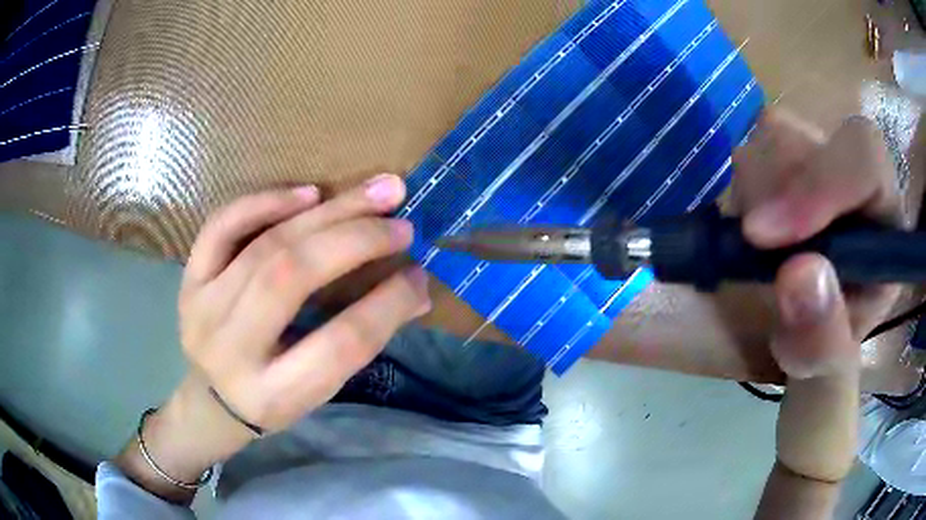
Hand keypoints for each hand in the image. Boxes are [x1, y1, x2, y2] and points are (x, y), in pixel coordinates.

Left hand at [115, 174, 430, 502]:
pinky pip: (221, 227)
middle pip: (291, 277)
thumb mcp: (318, 390)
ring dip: (324, 214)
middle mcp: (232, 350)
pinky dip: (265, 202)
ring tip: (373, 194)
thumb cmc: (271, 399)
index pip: (340, 343)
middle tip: (401, 222)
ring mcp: (203, 309)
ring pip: (264, 245)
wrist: (210, 399)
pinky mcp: (189, 280)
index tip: (419, 273)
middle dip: (355, 241)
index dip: (387, 303)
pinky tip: (308, 193)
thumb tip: (416, 288)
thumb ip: (362, 341)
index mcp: (274, 394)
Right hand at [740, 112, 901, 517]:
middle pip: (809, 137)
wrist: (809, 344)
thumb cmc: (828, 361)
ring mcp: (819, 165)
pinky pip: (751, 153)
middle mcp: (855, 179)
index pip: (866, 157)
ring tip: (756, 253)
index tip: (764, 236)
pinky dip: (739, 195)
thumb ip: (822, 342)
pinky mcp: (787, 166)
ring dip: (750, 197)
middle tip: (754, 250)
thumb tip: (796, 275)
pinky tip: (749, 237)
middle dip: (772, 194)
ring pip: (772, 137)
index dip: (822, 179)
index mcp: (886, 222)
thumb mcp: (826, 373)